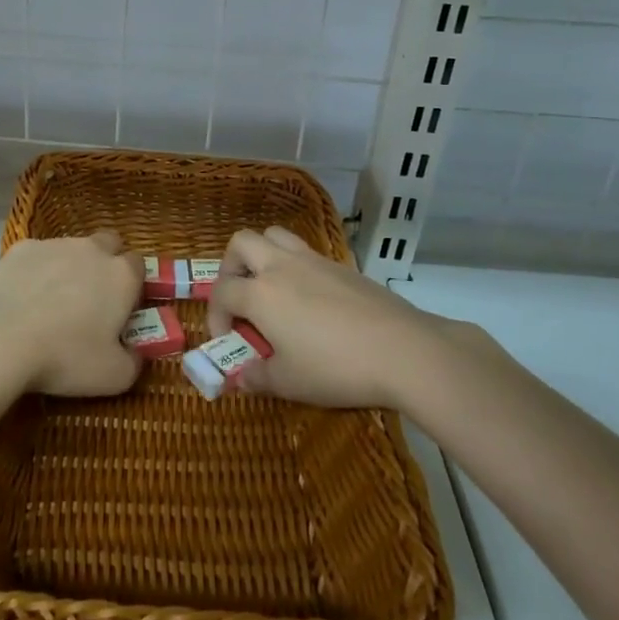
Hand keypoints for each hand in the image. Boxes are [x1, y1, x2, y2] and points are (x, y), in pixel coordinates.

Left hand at [0, 230, 143, 397]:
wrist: (0, 340)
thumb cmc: (65, 358)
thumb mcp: (113, 376)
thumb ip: (134, 362)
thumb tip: (135, 354)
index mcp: (121, 275)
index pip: (139, 265)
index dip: (133, 285)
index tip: (123, 307)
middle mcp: (92, 250)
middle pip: (109, 244)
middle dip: (106, 262)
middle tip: (93, 297)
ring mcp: (54, 245)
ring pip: (71, 248)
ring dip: (70, 266)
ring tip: (52, 302)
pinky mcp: (20, 248)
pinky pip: (36, 255)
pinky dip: (35, 271)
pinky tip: (23, 298)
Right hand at [206, 227, 454, 411]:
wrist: (403, 350)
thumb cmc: (336, 367)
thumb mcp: (289, 382)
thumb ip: (257, 377)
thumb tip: (241, 378)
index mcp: (260, 293)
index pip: (221, 291)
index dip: (215, 315)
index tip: (227, 341)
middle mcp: (281, 266)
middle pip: (242, 243)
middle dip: (231, 267)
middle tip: (240, 298)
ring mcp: (314, 260)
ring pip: (275, 236)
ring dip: (262, 256)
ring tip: (271, 289)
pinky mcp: (342, 266)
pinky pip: (306, 252)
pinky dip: (295, 267)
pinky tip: (310, 301)